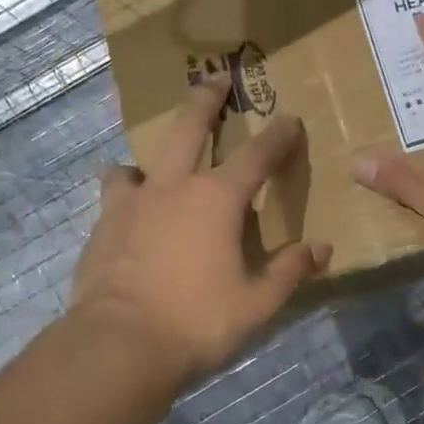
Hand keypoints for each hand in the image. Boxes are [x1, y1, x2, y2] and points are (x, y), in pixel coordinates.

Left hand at [71, 75, 331, 379]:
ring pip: (137, 162)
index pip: (257, 156)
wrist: (118, 345)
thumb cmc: (197, 322)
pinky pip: (114, 197)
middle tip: (214, 78)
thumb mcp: (257, 303)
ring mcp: (131, 203)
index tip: (289, 120)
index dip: (278, 137)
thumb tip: (322, 249)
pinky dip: (125, 197)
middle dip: (205, 100)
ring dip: (150, 159)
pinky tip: (128, 218)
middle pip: (188, 128)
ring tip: (152, 170)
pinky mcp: (101, 226)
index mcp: (217, 199)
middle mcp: (173, 187)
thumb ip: (290, 271)